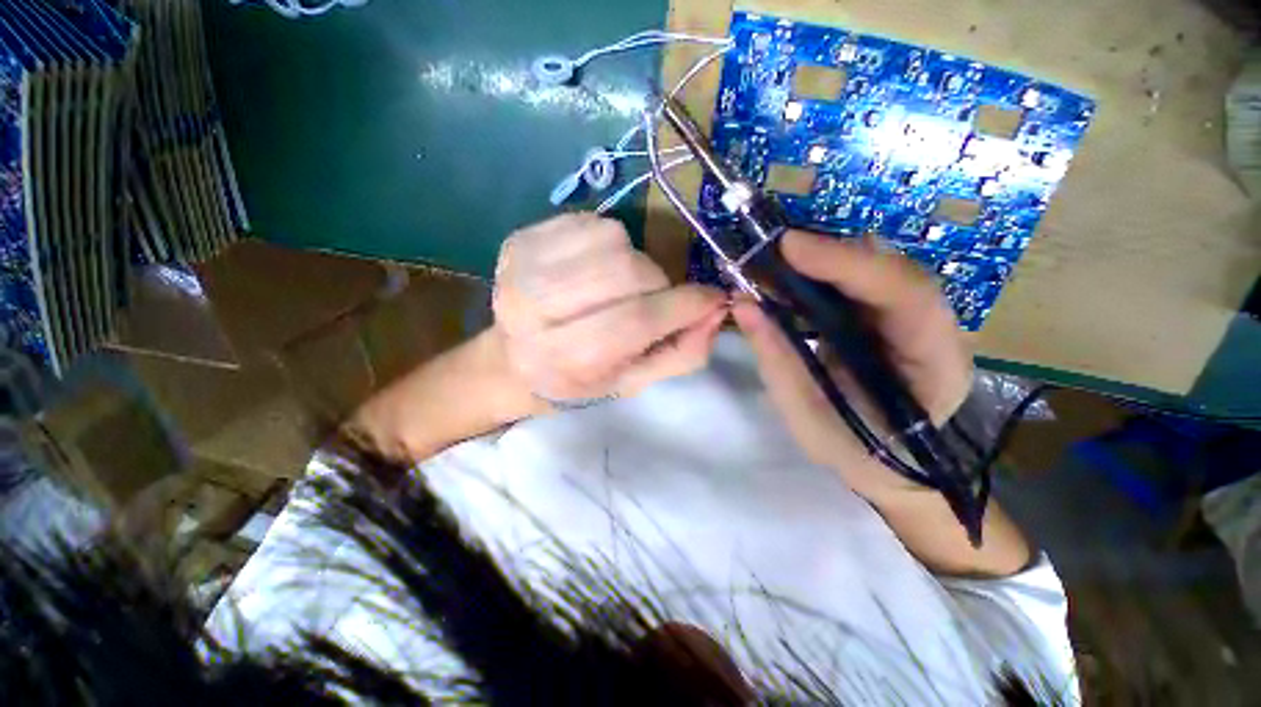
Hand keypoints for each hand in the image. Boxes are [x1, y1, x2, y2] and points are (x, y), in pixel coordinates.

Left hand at [493, 213, 726, 402]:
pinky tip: (597, 267)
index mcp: (564, 358)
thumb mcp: (633, 381)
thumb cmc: (578, 379)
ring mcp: (522, 267)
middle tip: (653, 299)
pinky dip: (609, 242)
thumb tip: (718, 311)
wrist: (513, 359)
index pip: (636, 319)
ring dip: (633, 261)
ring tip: (622, 286)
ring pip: (612, 239)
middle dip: (657, 283)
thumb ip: (681, 353)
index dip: (683, 305)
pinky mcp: (520, 239)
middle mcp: (535, 310)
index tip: (713, 299)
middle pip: (626, 272)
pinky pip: (589, 222)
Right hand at [732, 231, 972, 498]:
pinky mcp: (892, 318)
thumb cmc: (854, 452)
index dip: (846, 263)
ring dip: (824, 263)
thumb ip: (776, 358)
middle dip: (831, 256)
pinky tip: (792, 283)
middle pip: (892, 270)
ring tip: (774, 268)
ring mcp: (917, 321)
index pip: (904, 294)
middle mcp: (937, 331)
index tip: (789, 247)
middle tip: (772, 254)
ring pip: (877, 270)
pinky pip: (860, 284)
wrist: (891, 467)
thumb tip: (742, 305)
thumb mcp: (806, 416)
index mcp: (934, 364)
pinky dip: (823, 277)